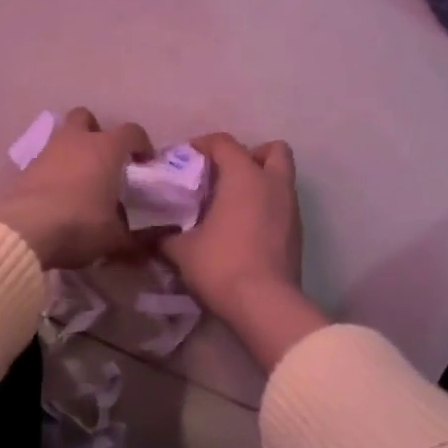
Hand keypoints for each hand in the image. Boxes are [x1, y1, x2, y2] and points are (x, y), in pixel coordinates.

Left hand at [0, 107, 152, 271]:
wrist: (25, 230)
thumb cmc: (79, 224)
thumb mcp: (113, 238)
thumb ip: (131, 237)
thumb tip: (140, 244)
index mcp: (106, 149)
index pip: (131, 132)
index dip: (141, 144)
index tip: (144, 163)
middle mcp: (76, 141)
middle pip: (86, 118)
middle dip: (95, 132)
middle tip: (104, 160)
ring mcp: (46, 152)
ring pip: (61, 138)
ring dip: (72, 152)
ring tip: (79, 181)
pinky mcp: (24, 169)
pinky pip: (45, 162)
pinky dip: (53, 172)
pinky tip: (57, 196)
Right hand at [161, 133, 326, 370]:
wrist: (265, 305)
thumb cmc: (221, 265)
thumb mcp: (181, 249)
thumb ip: (164, 234)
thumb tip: (149, 232)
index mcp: (244, 176)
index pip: (224, 142)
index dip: (202, 145)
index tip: (184, 160)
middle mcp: (273, 184)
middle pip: (271, 150)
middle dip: (248, 156)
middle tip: (223, 175)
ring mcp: (291, 208)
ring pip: (280, 178)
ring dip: (259, 182)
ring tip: (230, 204)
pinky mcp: (297, 233)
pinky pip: (282, 205)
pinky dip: (266, 207)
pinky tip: (244, 229)